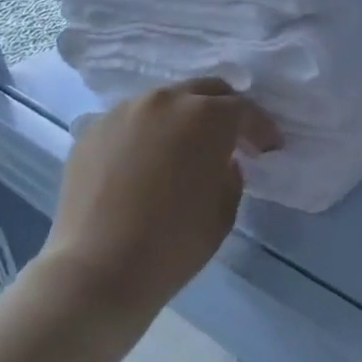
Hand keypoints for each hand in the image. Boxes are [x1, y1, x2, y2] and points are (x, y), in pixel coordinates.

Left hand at [44, 79, 281, 315]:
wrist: (97, 270)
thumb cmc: (175, 242)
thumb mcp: (225, 209)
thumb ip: (231, 174)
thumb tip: (222, 163)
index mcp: (206, 117)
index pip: (244, 110)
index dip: (262, 129)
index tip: (270, 148)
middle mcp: (164, 101)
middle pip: (205, 91)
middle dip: (224, 111)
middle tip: (233, 139)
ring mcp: (123, 112)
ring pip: (164, 103)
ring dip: (183, 120)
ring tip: (186, 150)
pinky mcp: (92, 131)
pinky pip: (132, 123)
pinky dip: (148, 135)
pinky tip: (147, 165)